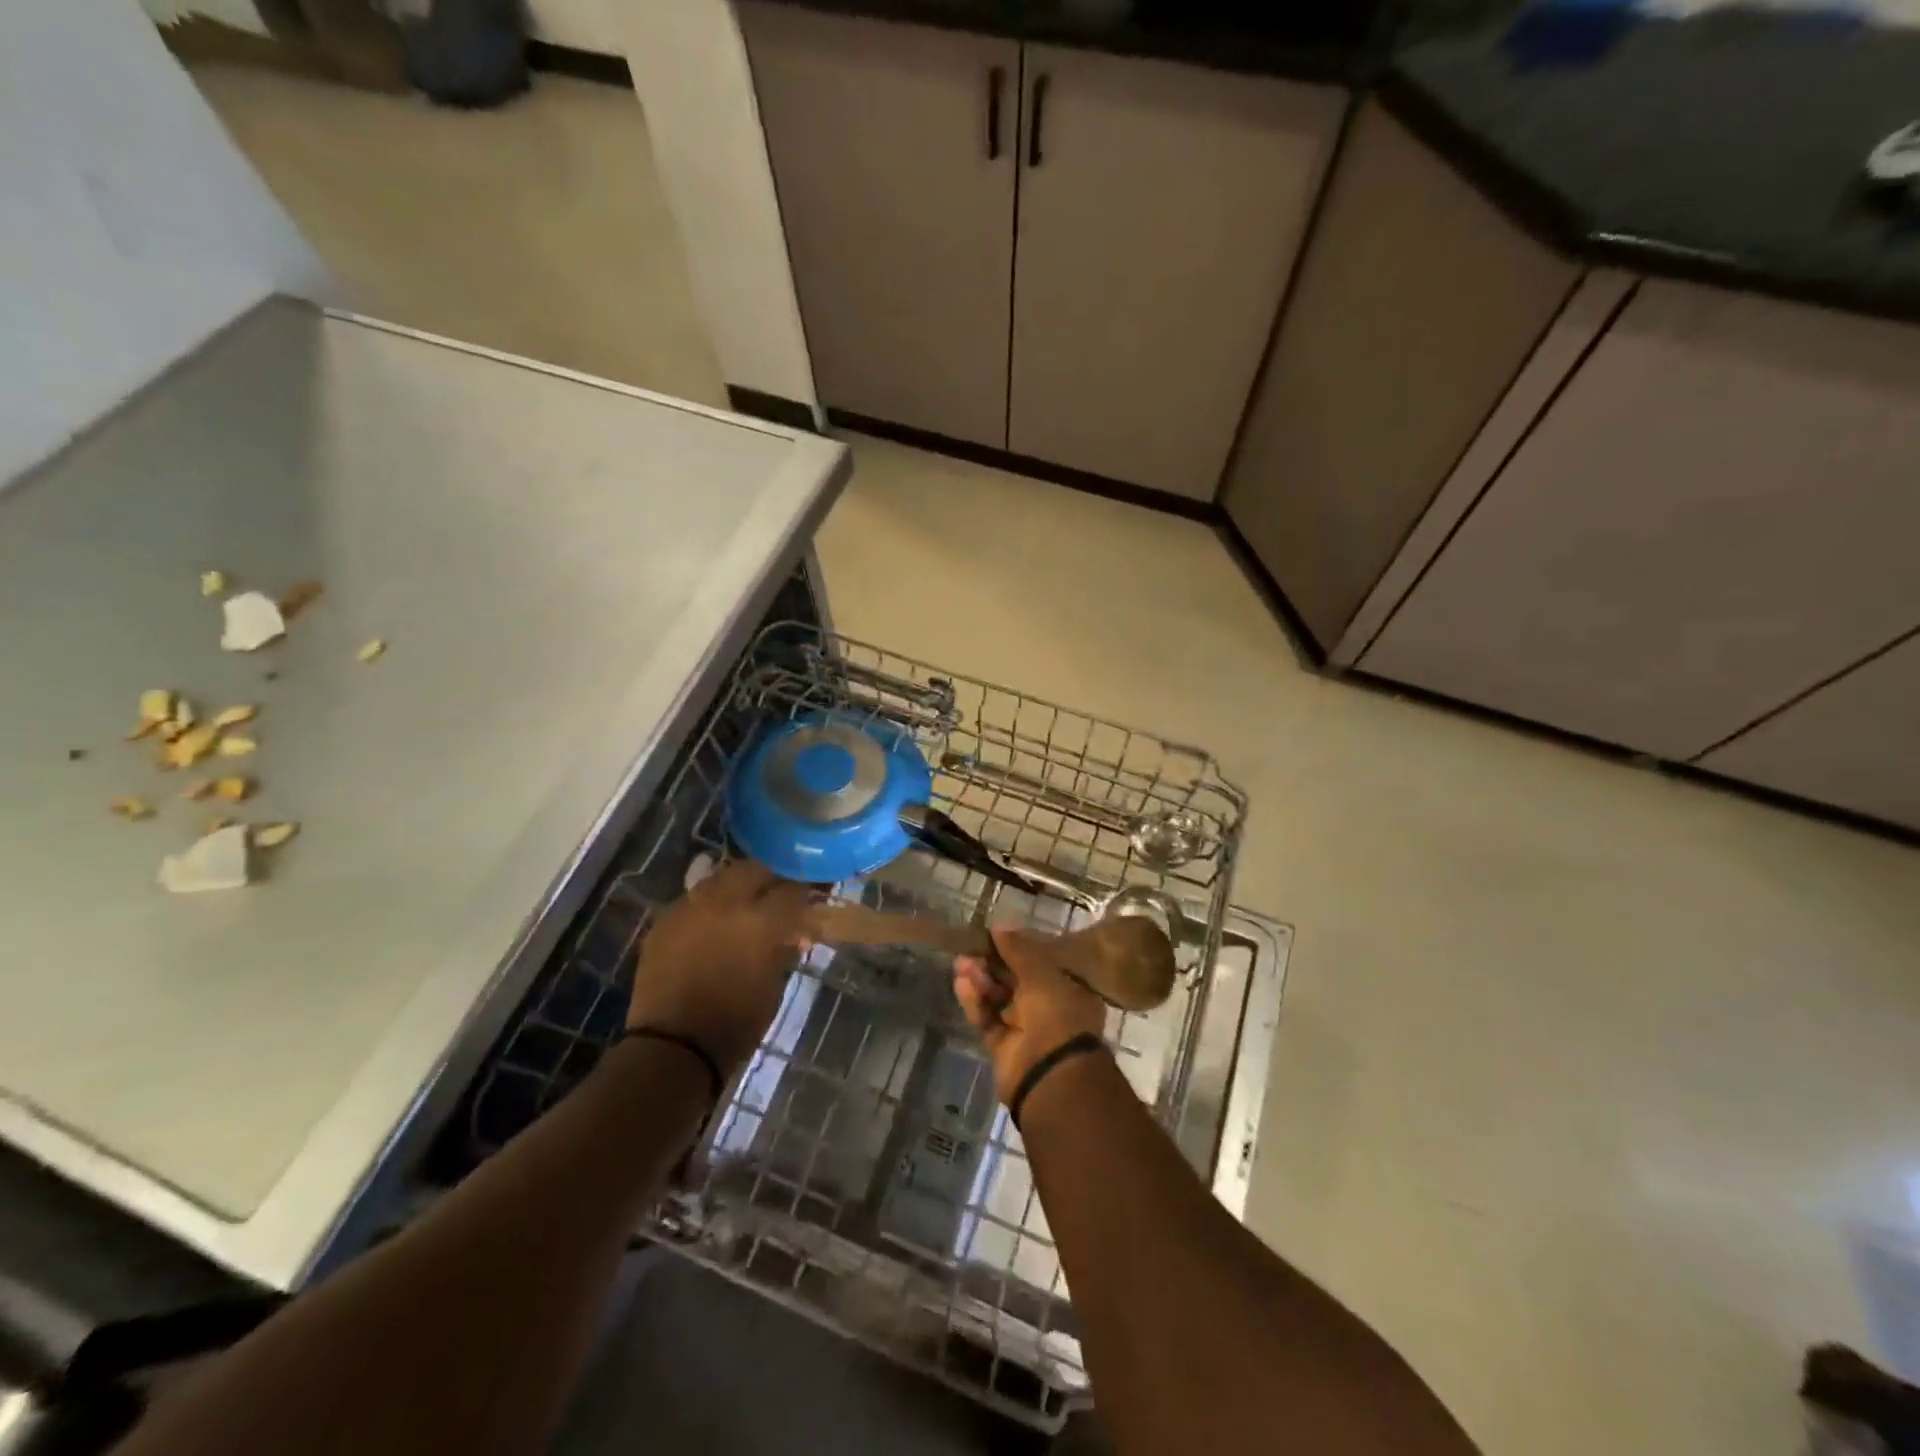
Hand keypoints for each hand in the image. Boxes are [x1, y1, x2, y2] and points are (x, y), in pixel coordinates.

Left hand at [626, 861, 810, 1073]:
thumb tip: (792, 932)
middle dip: (767, 881)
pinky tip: (710, 926)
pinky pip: (692, 900)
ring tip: (739, 910)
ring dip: (735, 889)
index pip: (791, 890)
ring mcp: (690, 908)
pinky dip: (707, 907)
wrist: (674, 1047)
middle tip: (773, 901)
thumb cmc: (737, 1022)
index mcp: (760, 920)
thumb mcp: (774, 983)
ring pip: (719, 878)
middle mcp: (725, 903)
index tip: (805, 908)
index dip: (801, 898)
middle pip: (753, 870)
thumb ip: (783, 947)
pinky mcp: (664, 920)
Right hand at [953, 926, 1107, 1105]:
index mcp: (1070, 990)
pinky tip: (961, 984)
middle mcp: (1050, 1009)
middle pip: (1017, 980)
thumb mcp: (1042, 974)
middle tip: (971, 947)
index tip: (996, 934)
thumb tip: (999, 925)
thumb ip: (1019, 950)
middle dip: (993, 963)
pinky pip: (988, 1019)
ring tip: (961, 963)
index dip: (1019, 948)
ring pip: (999, 998)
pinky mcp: (1004, 1047)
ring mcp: (1027, 1030)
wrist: (1050, 1077)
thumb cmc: (1058, 1016)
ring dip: (981, 980)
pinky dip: (975, 1002)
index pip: (1042, 963)